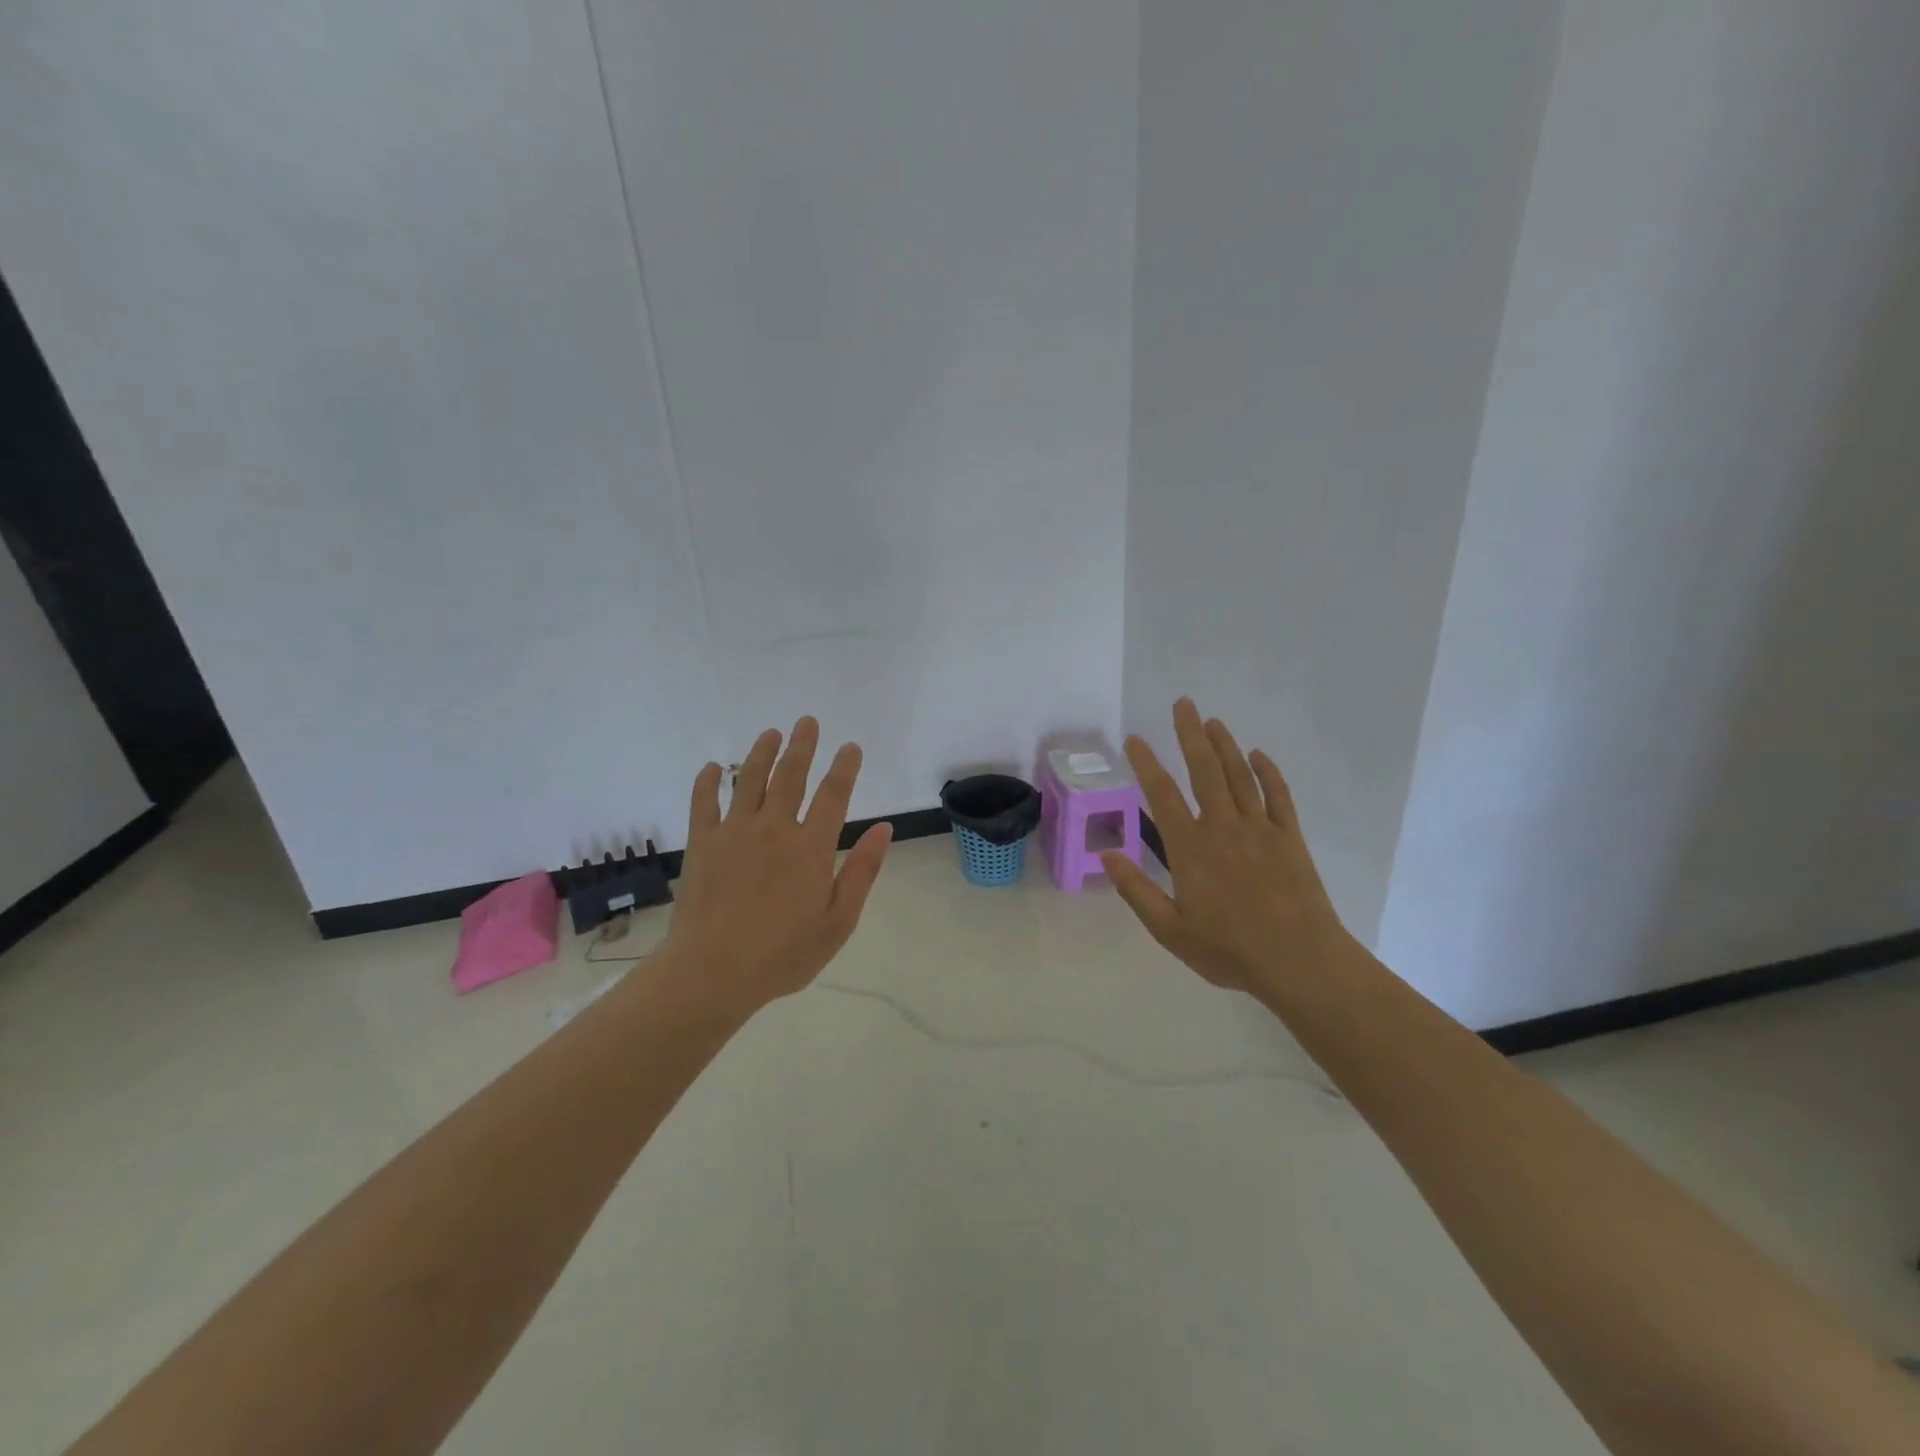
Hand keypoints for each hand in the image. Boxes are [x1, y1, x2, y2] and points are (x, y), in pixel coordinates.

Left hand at [656, 717, 891, 1017]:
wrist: (712, 972)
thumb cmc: (783, 954)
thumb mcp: (838, 921)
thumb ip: (862, 871)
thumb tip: (884, 829)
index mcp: (811, 847)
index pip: (834, 795)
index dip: (844, 768)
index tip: (850, 747)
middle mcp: (774, 828)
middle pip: (791, 776)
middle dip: (802, 746)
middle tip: (807, 722)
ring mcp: (734, 832)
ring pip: (749, 780)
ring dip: (761, 753)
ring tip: (770, 733)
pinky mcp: (702, 843)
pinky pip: (704, 802)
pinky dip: (708, 781)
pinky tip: (714, 767)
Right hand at [1102, 698, 1354, 997]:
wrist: (1300, 962)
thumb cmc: (1230, 950)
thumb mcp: (1170, 930)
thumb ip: (1136, 891)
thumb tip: (1107, 854)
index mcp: (1191, 849)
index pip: (1162, 796)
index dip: (1147, 764)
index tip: (1136, 740)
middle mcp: (1223, 828)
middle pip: (1205, 771)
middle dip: (1190, 735)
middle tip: (1183, 704)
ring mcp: (1260, 829)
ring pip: (1240, 776)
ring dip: (1225, 745)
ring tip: (1212, 721)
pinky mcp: (1289, 838)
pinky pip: (1278, 796)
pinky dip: (1268, 772)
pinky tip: (1259, 755)